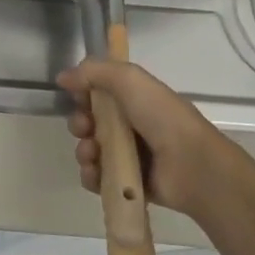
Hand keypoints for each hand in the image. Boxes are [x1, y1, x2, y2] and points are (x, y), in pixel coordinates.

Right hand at [58, 58, 245, 220]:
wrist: (191, 166)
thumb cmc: (162, 118)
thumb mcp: (130, 80)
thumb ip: (94, 71)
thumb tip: (63, 77)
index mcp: (135, 101)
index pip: (98, 95)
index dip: (83, 95)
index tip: (78, 97)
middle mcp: (132, 127)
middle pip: (90, 123)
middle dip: (80, 124)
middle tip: (86, 128)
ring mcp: (130, 157)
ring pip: (90, 151)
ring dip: (84, 151)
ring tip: (93, 155)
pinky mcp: (127, 184)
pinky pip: (97, 178)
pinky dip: (91, 175)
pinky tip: (96, 172)